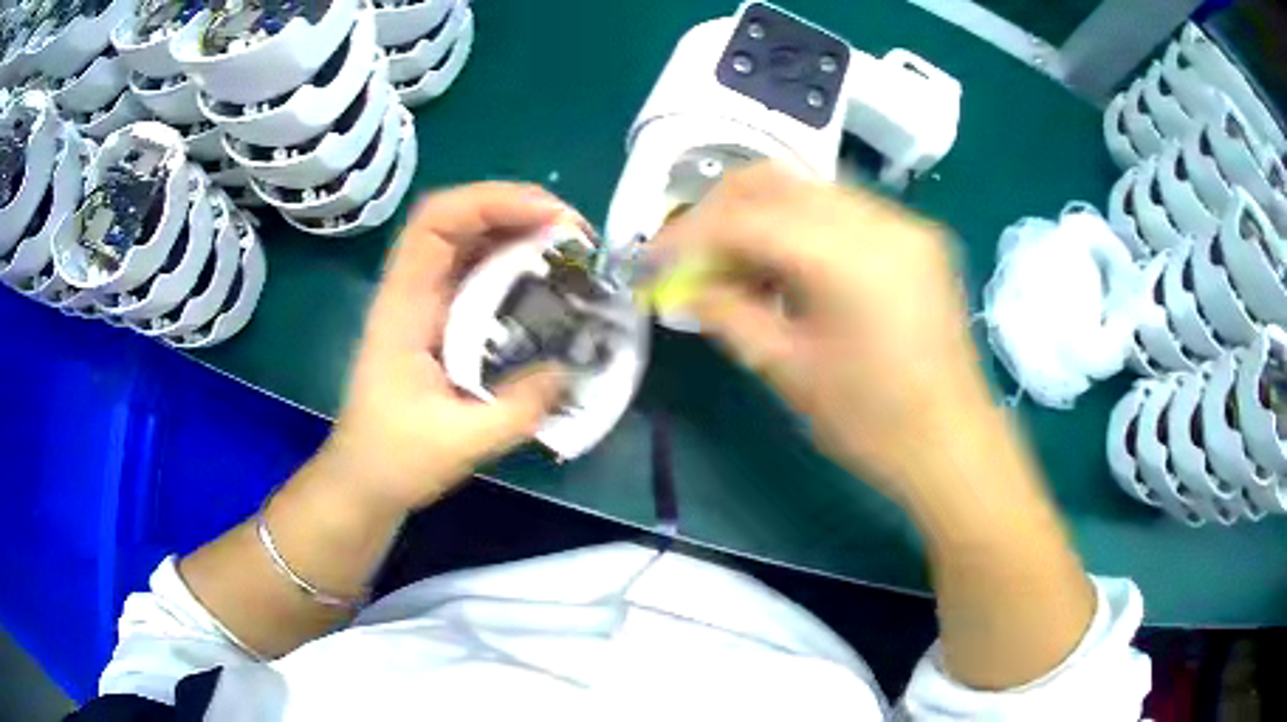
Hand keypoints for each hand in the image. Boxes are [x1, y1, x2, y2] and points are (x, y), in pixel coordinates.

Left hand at [321, 183, 576, 514]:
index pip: (435, 222)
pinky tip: (549, 283)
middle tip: (576, 235)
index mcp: (403, 306)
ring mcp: (426, 304)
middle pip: (458, 219)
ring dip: (521, 233)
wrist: (364, 482)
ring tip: (572, 251)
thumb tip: (572, 368)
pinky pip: (480, 275)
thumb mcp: (460, 443)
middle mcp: (413, 291)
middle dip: (519, 210)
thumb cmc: (395, 460)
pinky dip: (517, 265)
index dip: (491, 201)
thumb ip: (519, 408)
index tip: (550, 218)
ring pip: (471, 242)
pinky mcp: (441, 321)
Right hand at [655, 163, 991, 496]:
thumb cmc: (873, 424)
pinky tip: (790, 266)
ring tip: (737, 263)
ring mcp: (904, 223)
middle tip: (691, 253)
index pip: (746, 219)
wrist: (954, 444)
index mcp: (848, 258)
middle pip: (776, 182)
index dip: (688, 235)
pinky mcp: (917, 237)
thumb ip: (730, 315)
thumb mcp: (789, 371)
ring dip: (761, 216)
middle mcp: (880, 220)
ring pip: (809, 190)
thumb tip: (685, 287)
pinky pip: (843, 210)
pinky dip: (802, 226)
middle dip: (720, 211)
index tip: (653, 260)